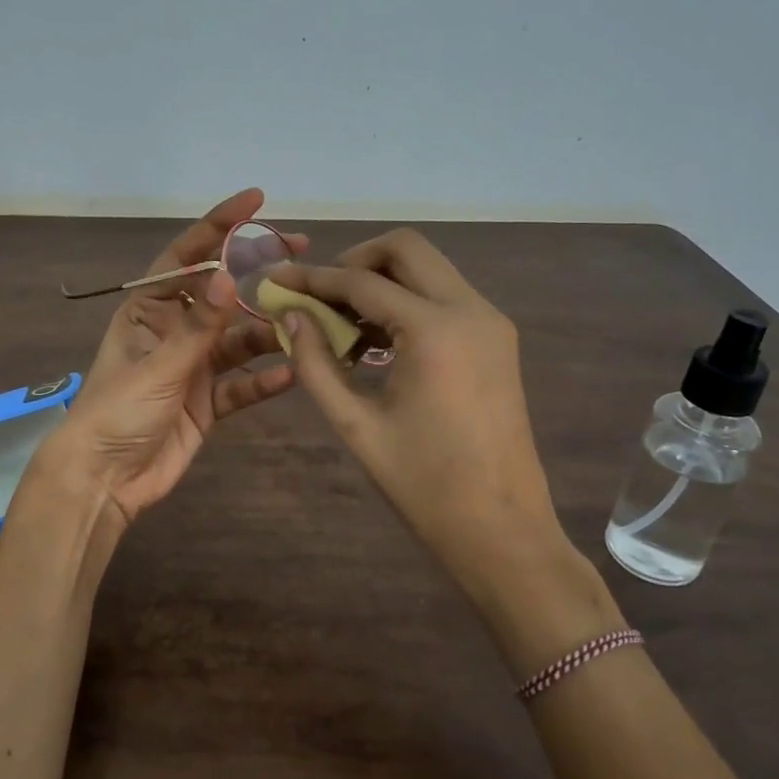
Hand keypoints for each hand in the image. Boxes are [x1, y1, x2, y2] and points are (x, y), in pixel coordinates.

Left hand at [43, 189, 299, 532]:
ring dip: (270, 331)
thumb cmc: (118, 412)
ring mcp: (193, 367)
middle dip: (259, 273)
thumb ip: (198, 325)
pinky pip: (242, 386)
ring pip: (239, 340)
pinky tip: (292, 374)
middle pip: (222, 293)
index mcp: (149, 310)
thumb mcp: (158, 364)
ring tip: (308, 319)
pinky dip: (264, 381)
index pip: (187, 256)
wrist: (103, 479)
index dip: (220, 226)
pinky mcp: (207, 403)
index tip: (256, 201)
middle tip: (302, 253)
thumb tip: (230, 273)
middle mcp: (174, 331)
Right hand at [269, 230, 618, 664]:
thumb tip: (290, 316)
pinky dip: (406, 302)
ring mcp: (490, 322)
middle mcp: (471, 309)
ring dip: (382, 281)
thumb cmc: (424, 484)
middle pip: (406, 249)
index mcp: (436, 329)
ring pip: (428, 269)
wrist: (502, 530)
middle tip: (319, 295)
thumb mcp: (356, 424)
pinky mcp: (496, 339)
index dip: (313, 278)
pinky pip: (444, 297)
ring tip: (341, 323)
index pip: (362, 281)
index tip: (276, 280)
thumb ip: (316, 363)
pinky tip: (375, 341)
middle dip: (355, 261)